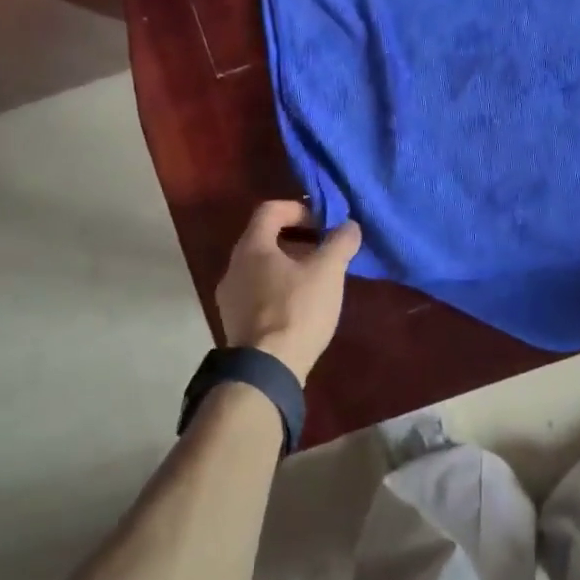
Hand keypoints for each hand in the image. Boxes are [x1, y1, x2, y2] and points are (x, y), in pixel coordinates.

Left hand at [214, 201, 361, 382]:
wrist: (266, 371)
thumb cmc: (297, 310)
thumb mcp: (328, 271)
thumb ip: (340, 242)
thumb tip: (349, 226)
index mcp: (251, 247)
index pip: (270, 210)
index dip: (299, 209)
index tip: (323, 223)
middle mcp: (233, 266)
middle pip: (264, 239)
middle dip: (297, 239)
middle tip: (324, 251)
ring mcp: (229, 297)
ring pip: (261, 268)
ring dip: (288, 266)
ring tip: (316, 281)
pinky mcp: (234, 323)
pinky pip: (257, 293)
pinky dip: (279, 289)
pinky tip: (300, 308)